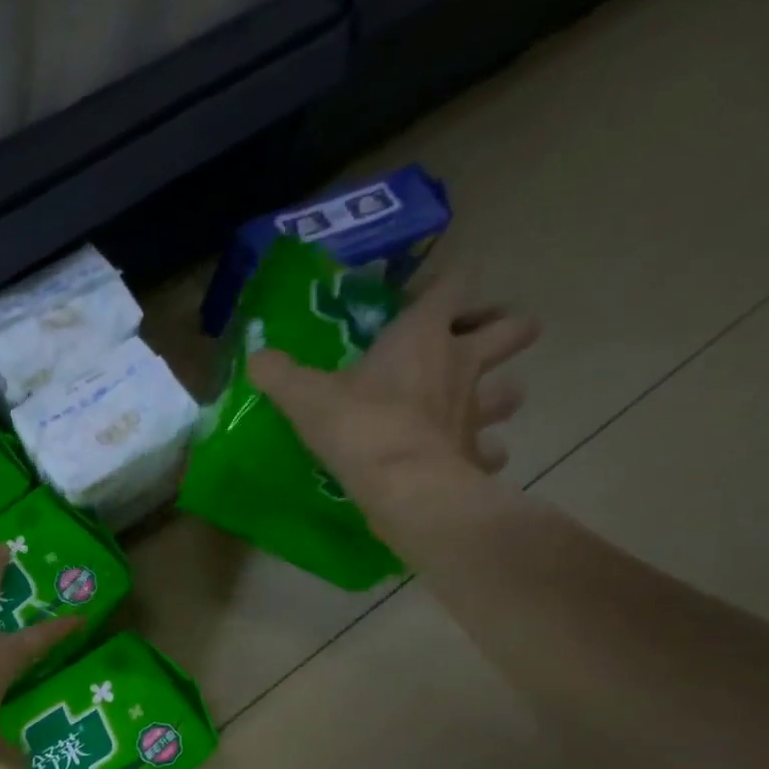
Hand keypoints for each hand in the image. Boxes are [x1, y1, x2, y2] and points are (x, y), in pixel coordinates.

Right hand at [251, 272, 540, 509]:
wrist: (403, 486)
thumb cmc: (359, 426)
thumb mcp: (306, 397)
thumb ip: (280, 374)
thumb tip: (255, 358)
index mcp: (423, 335)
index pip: (456, 282)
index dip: (446, 283)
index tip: (426, 296)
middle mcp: (461, 364)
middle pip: (514, 327)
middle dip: (502, 328)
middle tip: (471, 343)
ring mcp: (477, 410)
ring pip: (512, 390)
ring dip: (499, 393)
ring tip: (472, 405)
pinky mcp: (477, 455)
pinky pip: (491, 451)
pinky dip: (482, 454)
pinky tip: (463, 459)